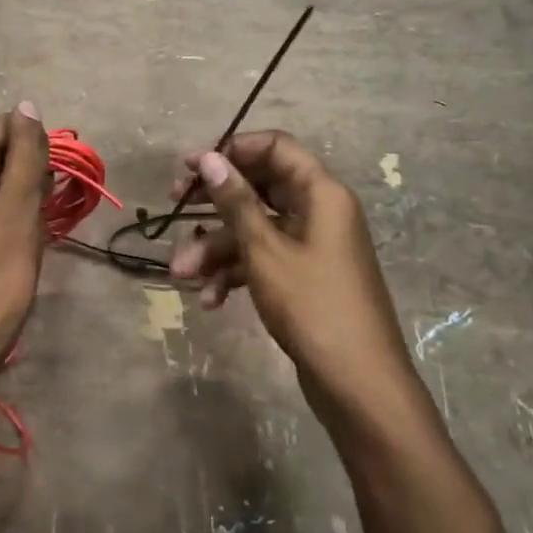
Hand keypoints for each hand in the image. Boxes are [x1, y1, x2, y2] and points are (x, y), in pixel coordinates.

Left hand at [0, 103, 49, 381]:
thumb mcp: (20, 203)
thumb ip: (26, 151)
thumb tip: (27, 106)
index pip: (2, 128)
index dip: (33, 146)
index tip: (51, 179)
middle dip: (27, 171)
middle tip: (44, 206)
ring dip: (20, 194)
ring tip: (34, 225)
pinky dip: (6, 214)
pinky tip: (19, 239)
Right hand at [169, 132, 416, 423]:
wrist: (358, 385)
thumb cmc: (312, 306)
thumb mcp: (265, 250)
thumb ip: (235, 201)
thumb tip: (210, 157)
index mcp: (320, 193)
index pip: (275, 147)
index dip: (233, 150)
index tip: (193, 166)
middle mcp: (319, 211)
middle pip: (259, 188)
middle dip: (214, 204)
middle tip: (173, 204)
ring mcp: (312, 246)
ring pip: (255, 229)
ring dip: (216, 248)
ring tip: (183, 275)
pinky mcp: (304, 277)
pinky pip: (263, 259)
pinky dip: (236, 273)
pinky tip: (210, 300)